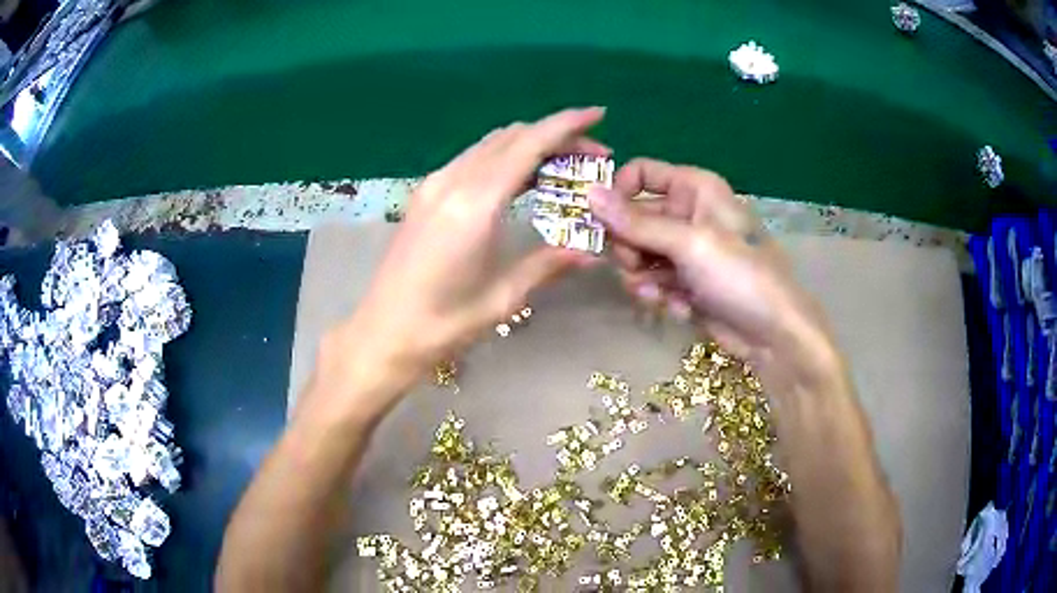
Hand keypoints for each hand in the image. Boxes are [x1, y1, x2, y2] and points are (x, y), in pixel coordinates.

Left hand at [313, 108, 606, 422]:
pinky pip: (472, 159)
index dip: (565, 125)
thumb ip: (547, 264)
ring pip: (489, 145)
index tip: (597, 115)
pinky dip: (503, 157)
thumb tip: (591, 251)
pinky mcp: (424, 195)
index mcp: (475, 203)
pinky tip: (521, 178)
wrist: (383, 333)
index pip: (528, 145)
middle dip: (554, 136)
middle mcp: (452, 181)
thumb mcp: (503, 297)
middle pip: (511, 137)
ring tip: (563, 165)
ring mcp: (433, 185)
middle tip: (591, 156)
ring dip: (528, 144)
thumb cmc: (443, 323)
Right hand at [588, 158, 839, 385]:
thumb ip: (636, 222)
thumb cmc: (740, 275)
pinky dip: (659, 294)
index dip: (618, 193)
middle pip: (634, 217)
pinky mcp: (685, 282)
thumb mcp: (689, 243)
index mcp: (695, 188)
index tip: (601, 221)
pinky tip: (678, 308)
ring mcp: (686, 250)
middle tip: (633, 266)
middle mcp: (688, 213)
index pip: (641, 174)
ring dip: (641, 275)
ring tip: (658, 294)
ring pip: (639, 252)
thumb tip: (587, 194)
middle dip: (629, 245)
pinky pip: (653, 280)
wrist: (773, 335)